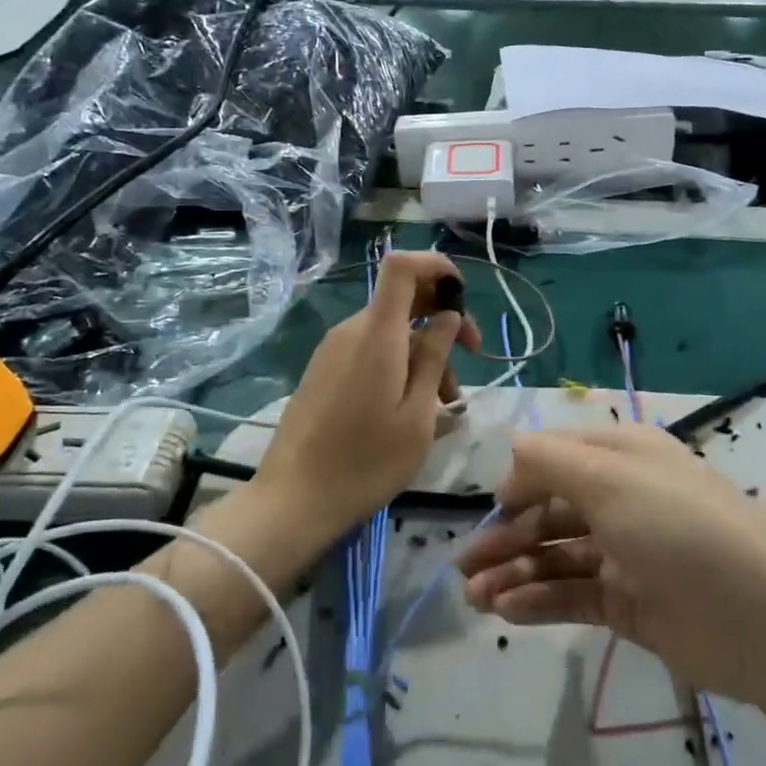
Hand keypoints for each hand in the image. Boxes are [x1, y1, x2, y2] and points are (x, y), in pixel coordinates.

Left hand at [253, 251, 480, 533]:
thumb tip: (447, 316)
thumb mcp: (417, 415)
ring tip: (447, 405)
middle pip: (402, 300)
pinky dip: (398, 365)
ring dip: (424, 354)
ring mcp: (332, 350)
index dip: (436, 266)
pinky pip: (369, 351)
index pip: (401, 267)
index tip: (462, 298)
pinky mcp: (323, 370)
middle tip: (472, 360)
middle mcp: (351, 331)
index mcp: (376, 335)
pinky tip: (413, 408)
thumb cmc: (366, 462)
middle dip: (442, 321)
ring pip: (390, 332)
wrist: (293, 499)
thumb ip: (434, 358)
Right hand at [458, 424, 765, 705]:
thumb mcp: (608, 477)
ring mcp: (624, 554)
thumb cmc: (677, 526)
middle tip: (462, 566)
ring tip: (473, 596)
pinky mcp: (628, 604)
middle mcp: (620, 499)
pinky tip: (506, 610)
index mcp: (622, 457)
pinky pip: (572, 594)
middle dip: (505, 535)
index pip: (556, 459)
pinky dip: (538, 600)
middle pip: (549, 512)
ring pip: (555, 556)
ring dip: (513, 572)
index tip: (492, 507)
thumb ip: (549, 460)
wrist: (760, 615)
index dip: (520, 480)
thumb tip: (510, 455)